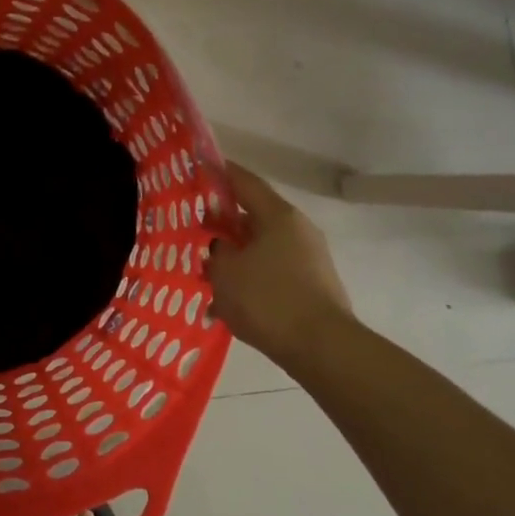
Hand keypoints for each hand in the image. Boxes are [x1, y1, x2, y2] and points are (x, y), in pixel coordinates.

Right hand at [204, 160, 354, 362]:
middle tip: (192, 224)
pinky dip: (248, 274)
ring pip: (261, 244)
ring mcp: (308, 258)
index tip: (196, 166)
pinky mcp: (310, 284)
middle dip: (222, 219)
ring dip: (235, 251)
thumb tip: (221, 246)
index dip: (219, 171)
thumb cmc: (267, 299)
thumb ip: (217, 251)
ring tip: (205, 265)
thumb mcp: (225, 271)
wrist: (322, 349)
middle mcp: (297, 230)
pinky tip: (225, 296)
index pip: (244, 181)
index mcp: (277, 216)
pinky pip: (271, 269)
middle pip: (253, 214)